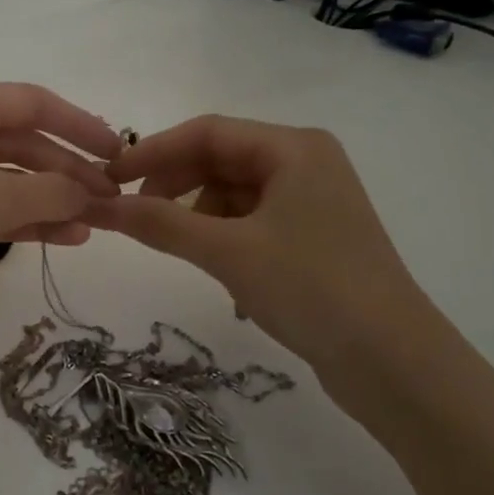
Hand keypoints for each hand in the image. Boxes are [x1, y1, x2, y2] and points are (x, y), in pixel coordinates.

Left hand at [0, 82, 120, 303]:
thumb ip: (51, 193)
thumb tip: (88, 194)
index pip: (35, 103)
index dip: (81, 125)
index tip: (119, 152)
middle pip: (23, 142)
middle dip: (68, 171)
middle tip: (110, 201)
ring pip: (7, 179)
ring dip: (50, 200)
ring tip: (94, 227)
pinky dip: (22, 221)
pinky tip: (61, 239)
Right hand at [81, 115, 432, 374]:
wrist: (393, 362)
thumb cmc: (311, 289)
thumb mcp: (228, 252)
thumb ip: (160, 223)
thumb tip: (99, 205)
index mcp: (293, 149)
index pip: (207, 132)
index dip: (153, 151)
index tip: (109, 178)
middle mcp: (305, 164)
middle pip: (220, 159)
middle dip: (174, 184)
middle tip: (135, 216)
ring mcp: (312, 201)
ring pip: (233, 193)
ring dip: (197, 215)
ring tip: (181, 250)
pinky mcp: (312, 237)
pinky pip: (251, 221)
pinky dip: (223, 238)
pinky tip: (221, 273)